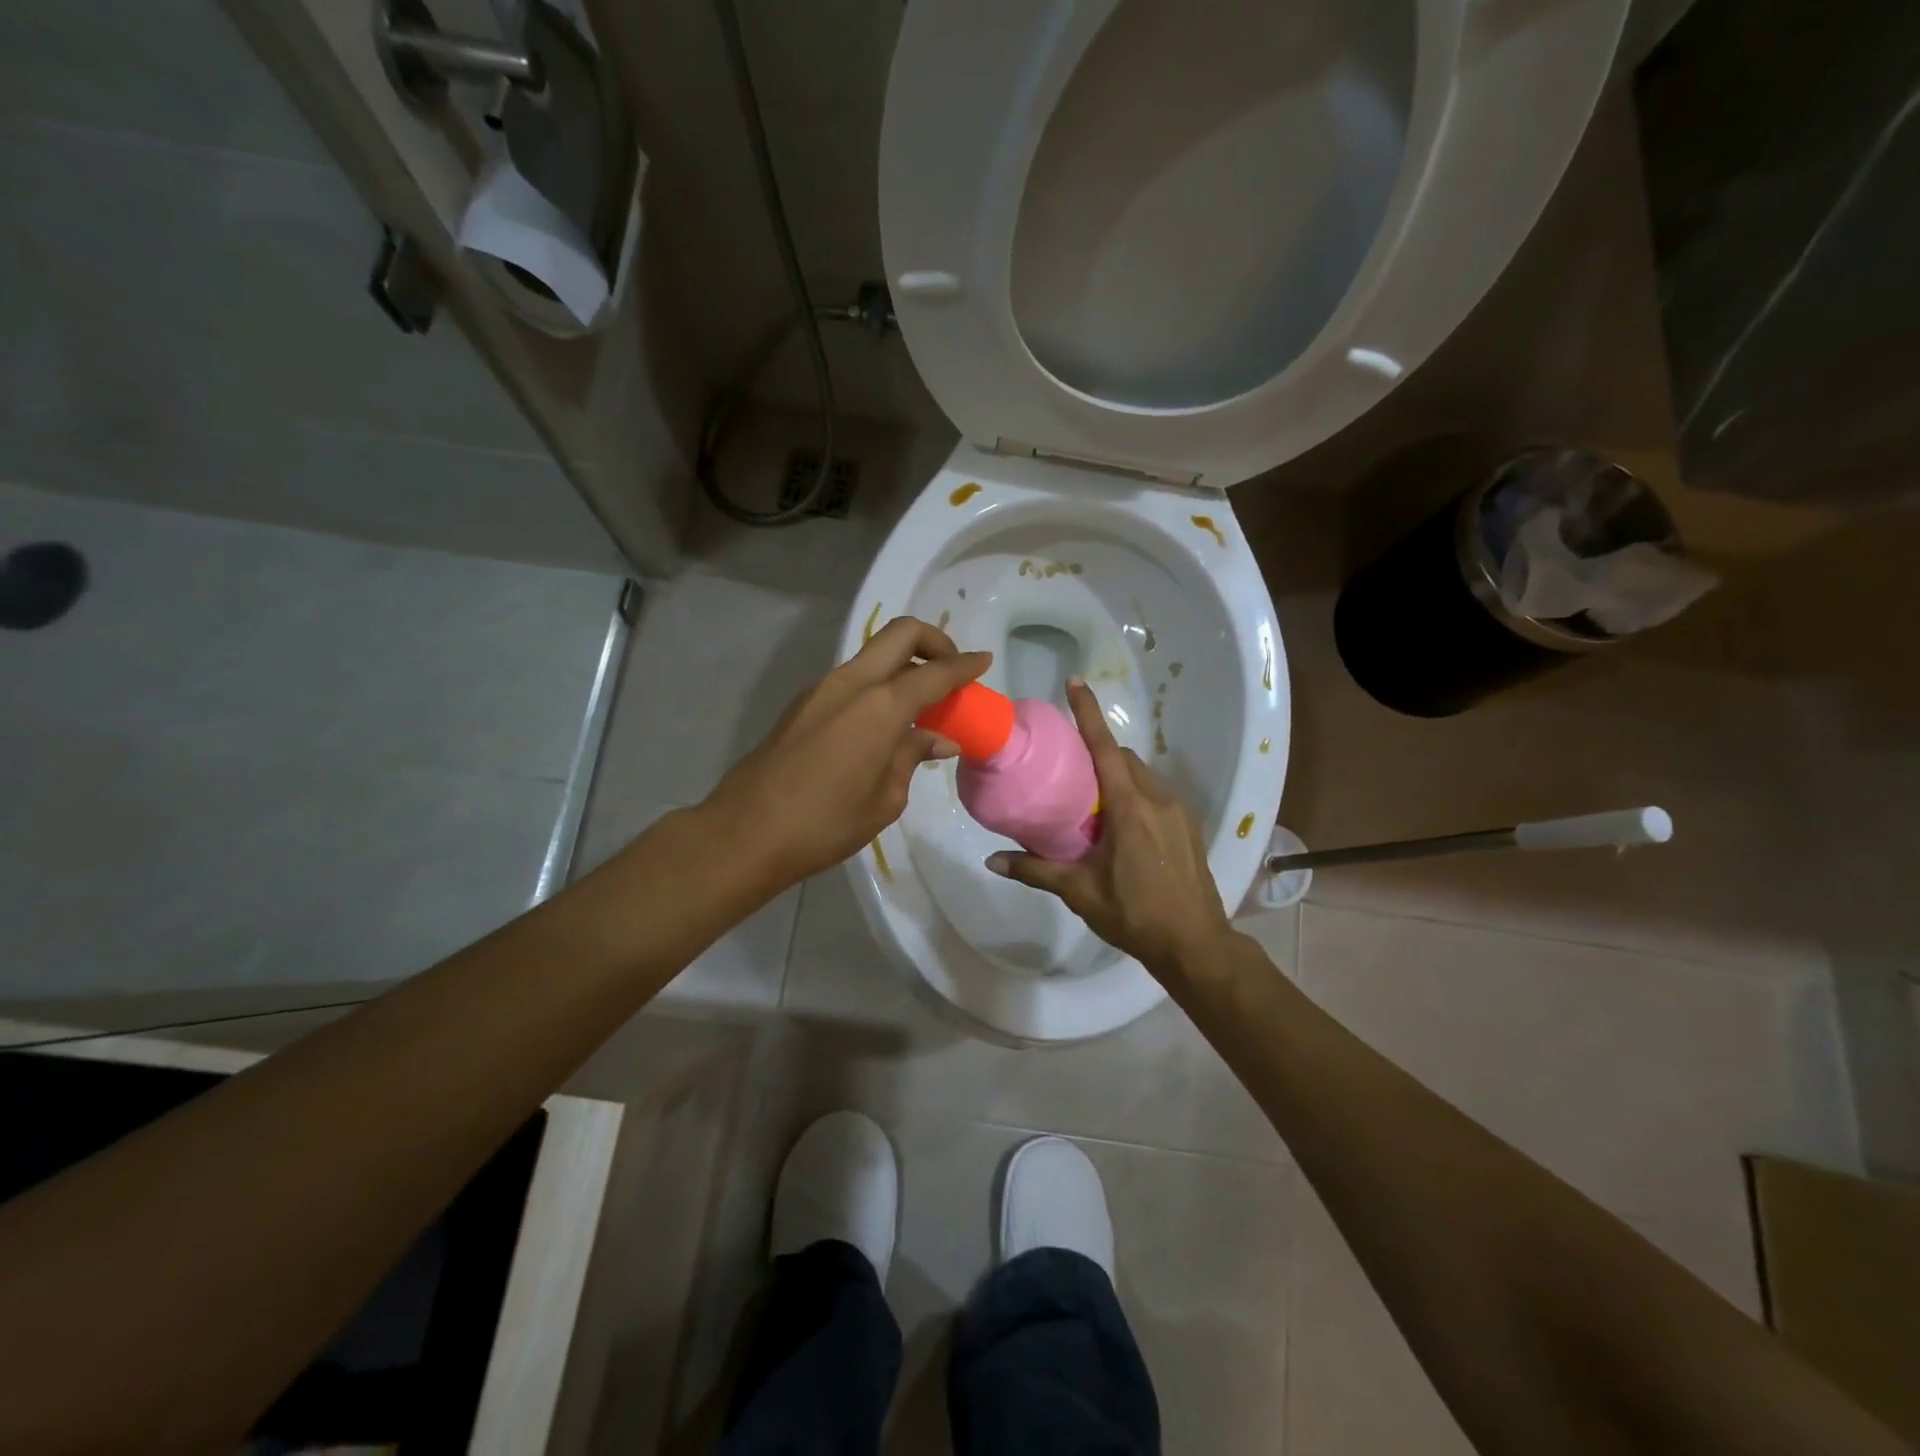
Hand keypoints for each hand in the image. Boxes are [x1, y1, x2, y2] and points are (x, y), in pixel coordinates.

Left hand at [706, 616, 990, 888]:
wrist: (747, 831)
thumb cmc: (826, 822)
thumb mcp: (885, 798)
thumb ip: (913, 757)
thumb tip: (938, 739)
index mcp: (880, 705)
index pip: (934, 673)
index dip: (964, 666)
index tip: (984, 661)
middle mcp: (852, 682)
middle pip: (900, 634)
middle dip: (933, 642)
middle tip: (950, 670)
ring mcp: (822, 688)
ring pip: (873, 654)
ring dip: (902, 664)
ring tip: (920, 702)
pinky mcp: (804, 703)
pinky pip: (852, 678)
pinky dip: (878, 684)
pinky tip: (882, 722)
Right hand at [986, 679, 1233, 977]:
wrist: (1195, 945)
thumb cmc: (1135, 914)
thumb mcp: (1080, 892)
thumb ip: (1036, 870)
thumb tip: (992, 860)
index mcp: (1130, 808)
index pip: (1105, 748)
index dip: (1089, 714)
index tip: (1075, 682)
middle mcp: (1157, 799)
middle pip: (1124, 758)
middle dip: (1099, 751)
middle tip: (1069, 767)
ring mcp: (1178, 812)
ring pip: (1142, 776)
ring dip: (1117, 774)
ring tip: (1091, 798)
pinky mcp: (1187, 827)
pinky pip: (1156, 794)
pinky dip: (1134, 793)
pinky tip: (1120, 824)